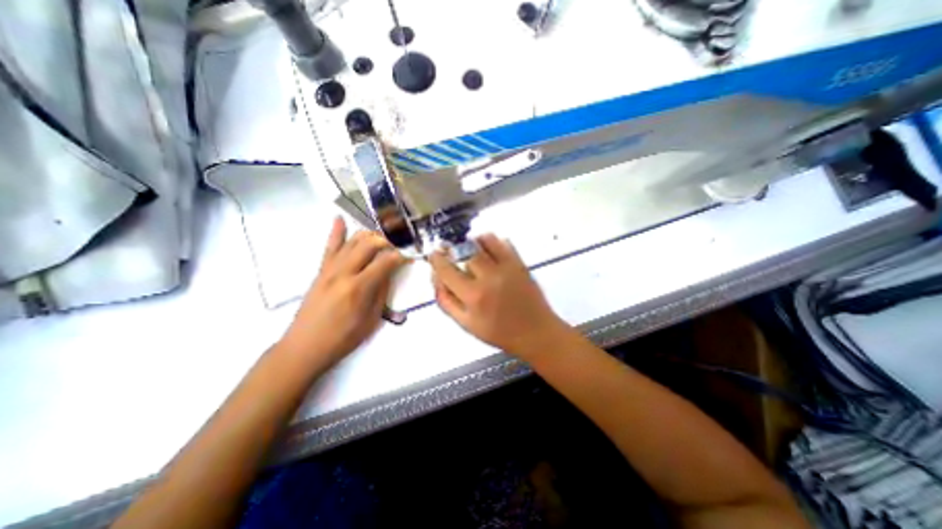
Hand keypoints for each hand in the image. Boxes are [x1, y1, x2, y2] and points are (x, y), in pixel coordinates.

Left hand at [283, 217, 407, 369]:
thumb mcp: (371, 319)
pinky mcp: (321, 271)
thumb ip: (381, 292)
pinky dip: (336, 232)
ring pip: (352, 241)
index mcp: (359, 287)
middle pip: (369, 244)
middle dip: (387, 241)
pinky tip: (340, 218)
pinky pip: (329, 247)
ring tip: (382, 236)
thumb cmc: (343, 338)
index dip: (400, 256)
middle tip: (398, 244)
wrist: (304, 347)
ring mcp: (330, 269)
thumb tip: (389, 272)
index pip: (386, 262)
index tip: (410, 255)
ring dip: (369, 235)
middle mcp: (344, 272)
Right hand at [430, 236, 570, 358]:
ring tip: (471, 251)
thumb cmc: (499, 332)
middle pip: (464, 250)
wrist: (535, 332)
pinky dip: (492, 242)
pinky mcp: (520, 263)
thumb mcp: (466, 324)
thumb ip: (446, 301)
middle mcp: (489, 277)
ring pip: (484, 240)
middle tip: (451, 252)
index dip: (436, 259)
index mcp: (473, 296)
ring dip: (473, 242)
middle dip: (453, 248)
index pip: (447, 269)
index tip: (434, 255)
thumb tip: (435, 277)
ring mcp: (507, 267)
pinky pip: (503, 242)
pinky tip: (489, 252)